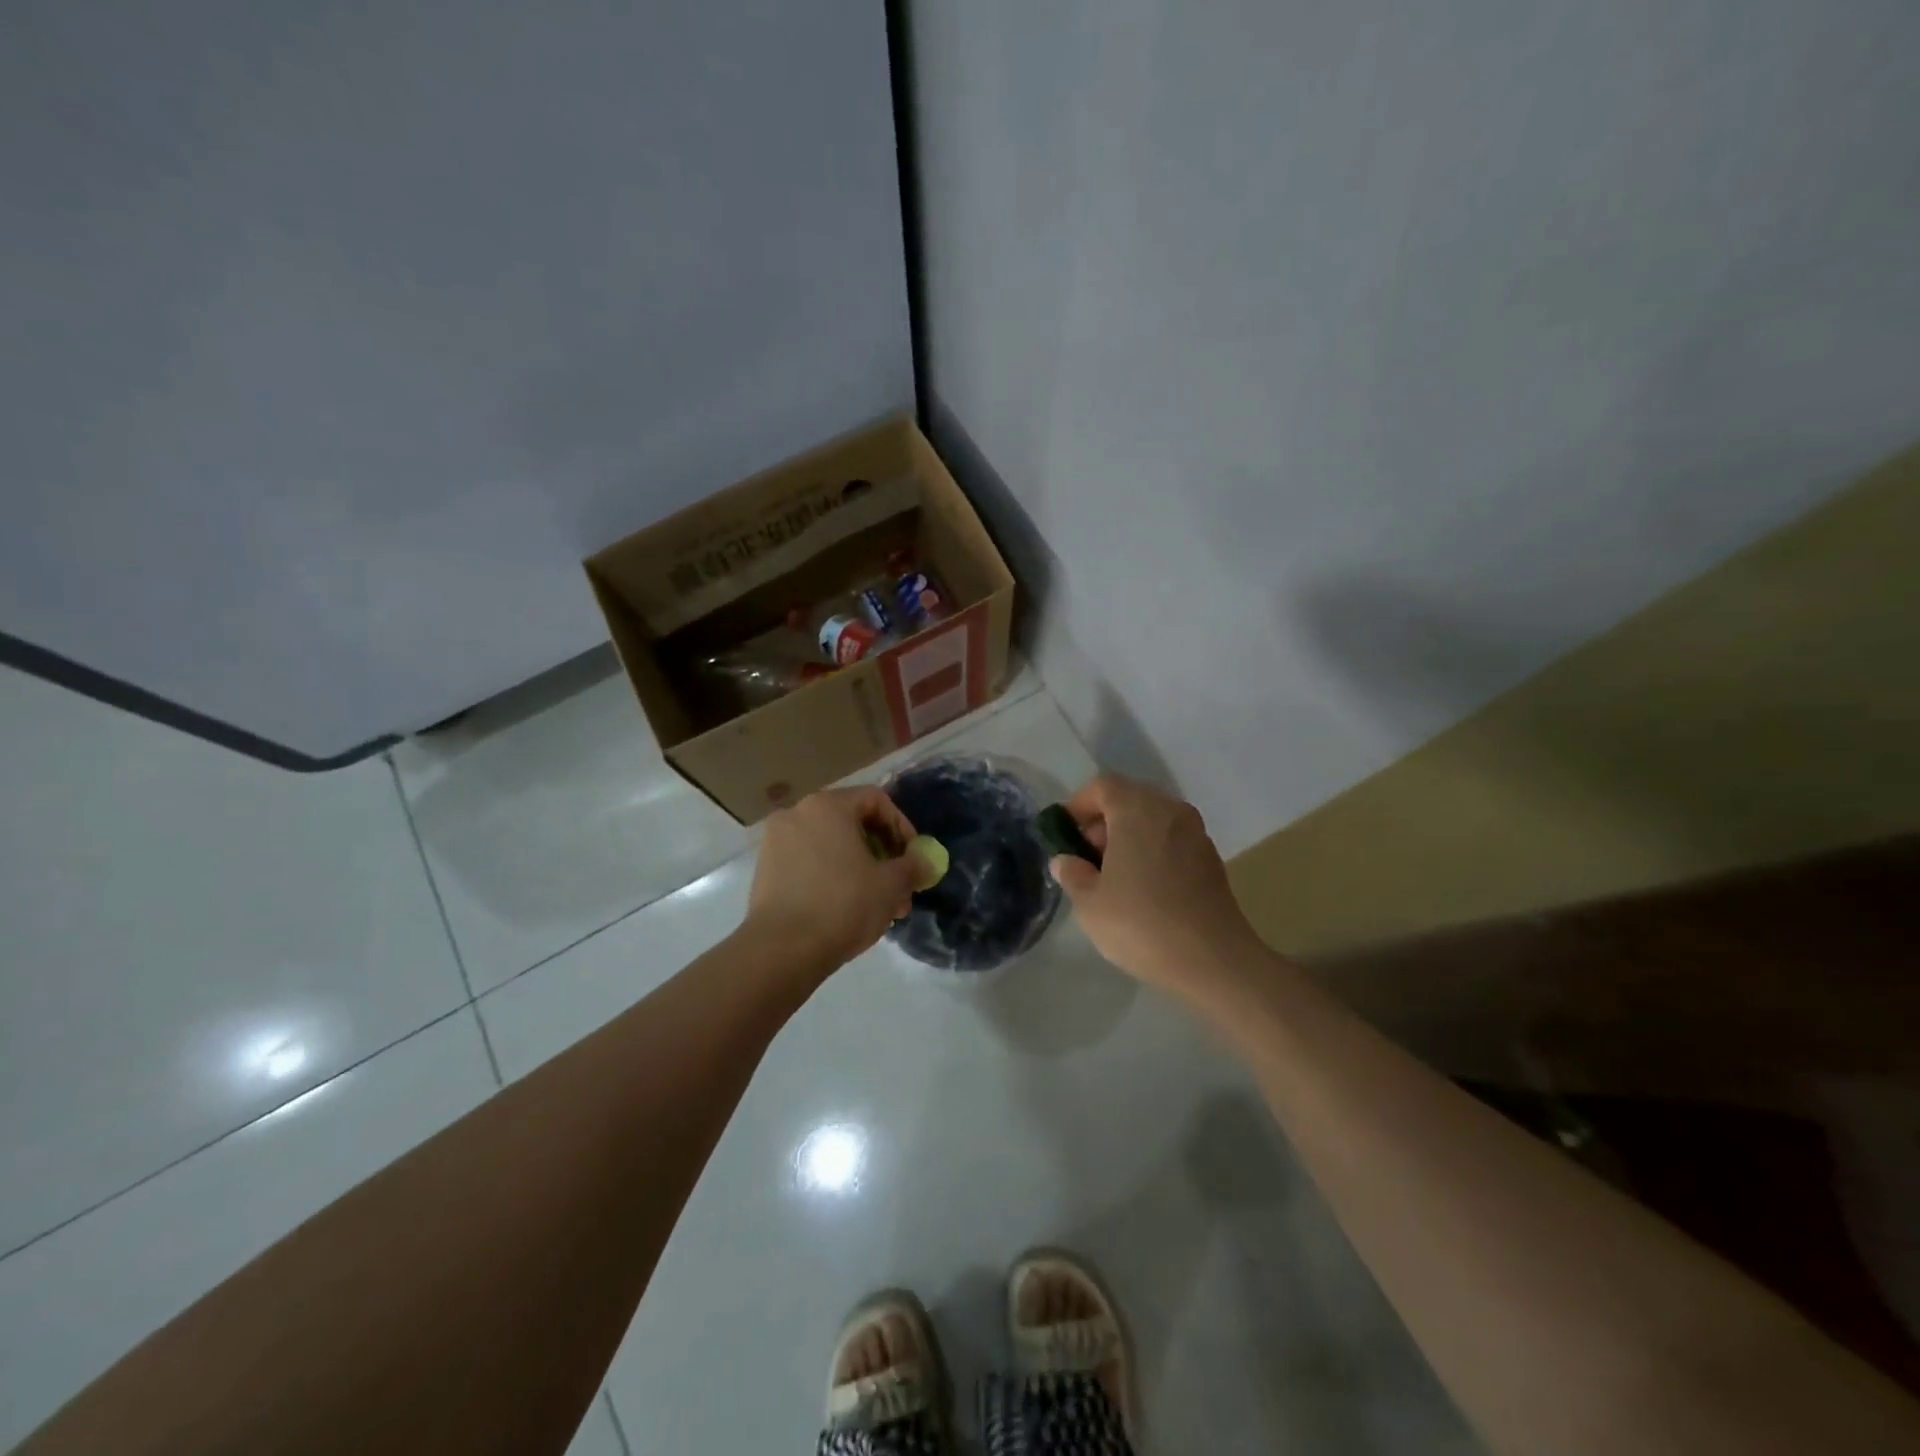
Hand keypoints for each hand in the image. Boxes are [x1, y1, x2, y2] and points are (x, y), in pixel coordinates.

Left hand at [744, 787, 924, 970]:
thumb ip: (914, 866)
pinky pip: (809, 863)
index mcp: (827, 805)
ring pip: (831, 846)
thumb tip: (925, 861)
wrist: (781, 950)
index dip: (901, 826)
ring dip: (860, 869)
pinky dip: (832, 877)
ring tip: (879, 906)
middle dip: (882, 854)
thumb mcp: (891, 884)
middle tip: (900, 886)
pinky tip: (847, 910)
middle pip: (852, 823)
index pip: (875, 800)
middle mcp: (797, 813)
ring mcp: (776, 842)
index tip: (912, 858)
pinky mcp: (766, 870)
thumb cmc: (843, 905)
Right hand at [1049, 775, 1262, 1000]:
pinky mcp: (1211, 859)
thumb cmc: (1141, 923)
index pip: (1102, 786)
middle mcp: (1170, 810)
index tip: (1065, 833)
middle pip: (1129, 799)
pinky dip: (1153, 851)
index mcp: (1137, 809)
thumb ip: (1072, 873)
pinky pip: (1172, 841)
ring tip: (1113, 877)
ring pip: (1153, 820)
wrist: (1213, 960)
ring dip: (1129, 838)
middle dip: (1103, 822)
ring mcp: (1196, 833)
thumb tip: (1065, 860)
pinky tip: (1143, 889)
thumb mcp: (1089, 903)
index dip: (1079, 804)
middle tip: (1086, 858)